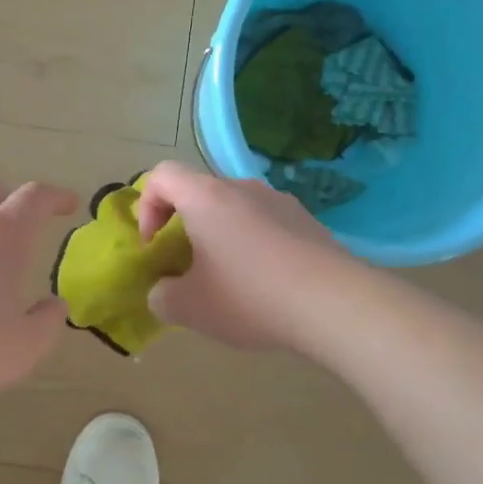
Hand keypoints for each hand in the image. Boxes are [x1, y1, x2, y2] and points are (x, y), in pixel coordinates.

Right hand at [136, 159, 348, 352]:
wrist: (335, 304)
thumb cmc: (249, 297)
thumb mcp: (189, 308)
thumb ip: (162, 296)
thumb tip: (164, 291)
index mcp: (206, 197)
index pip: (161, 175)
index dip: (147, 206)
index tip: (154, 245)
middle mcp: (242, 188)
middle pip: (200, 193)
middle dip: (185, 227)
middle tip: (188, 268)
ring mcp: (280, 201)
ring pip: (235, 210)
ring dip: (222, 237)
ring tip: (230, 282)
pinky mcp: (308, 222)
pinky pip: (267, 225)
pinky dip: (255, 247)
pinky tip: (267, 287)